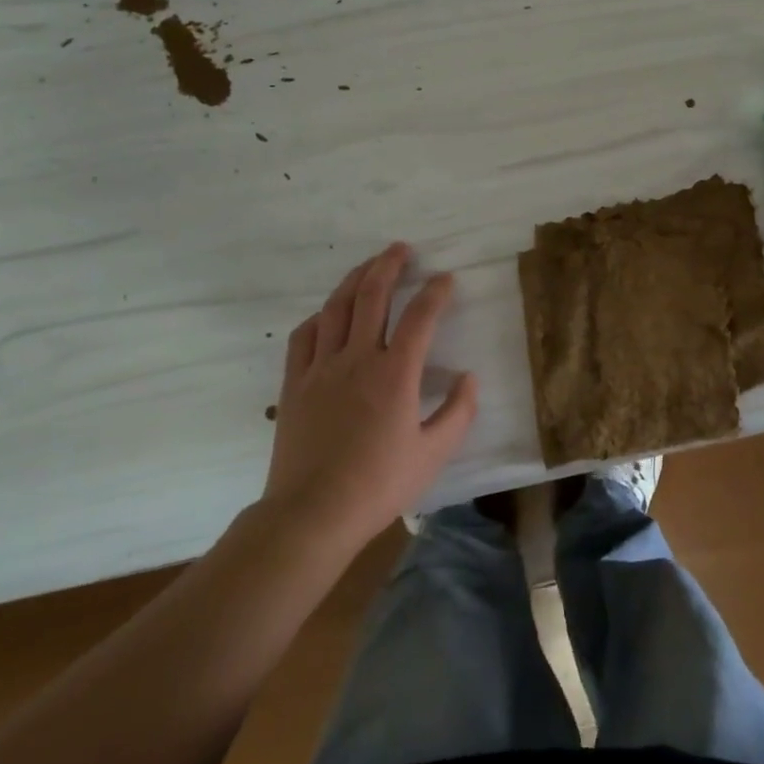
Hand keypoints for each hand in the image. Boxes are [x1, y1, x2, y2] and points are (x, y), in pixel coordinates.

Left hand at [263, 243, 477, 550]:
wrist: (311, 513)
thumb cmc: (378, 485)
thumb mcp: (434, 454)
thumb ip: (459, 412)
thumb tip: (468, 377)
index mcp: (396, 374)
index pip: (420, 317)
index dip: (436, 292)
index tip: (446, 279)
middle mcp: (358, 359)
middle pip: (372, 296)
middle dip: (389, 265)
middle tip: (402, 249)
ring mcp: (321, 368)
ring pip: (337, 307)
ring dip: (355, 279)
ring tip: (369, 265)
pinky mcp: (294, 383)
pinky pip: (304, 336)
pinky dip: (320, 315)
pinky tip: (329, 313)